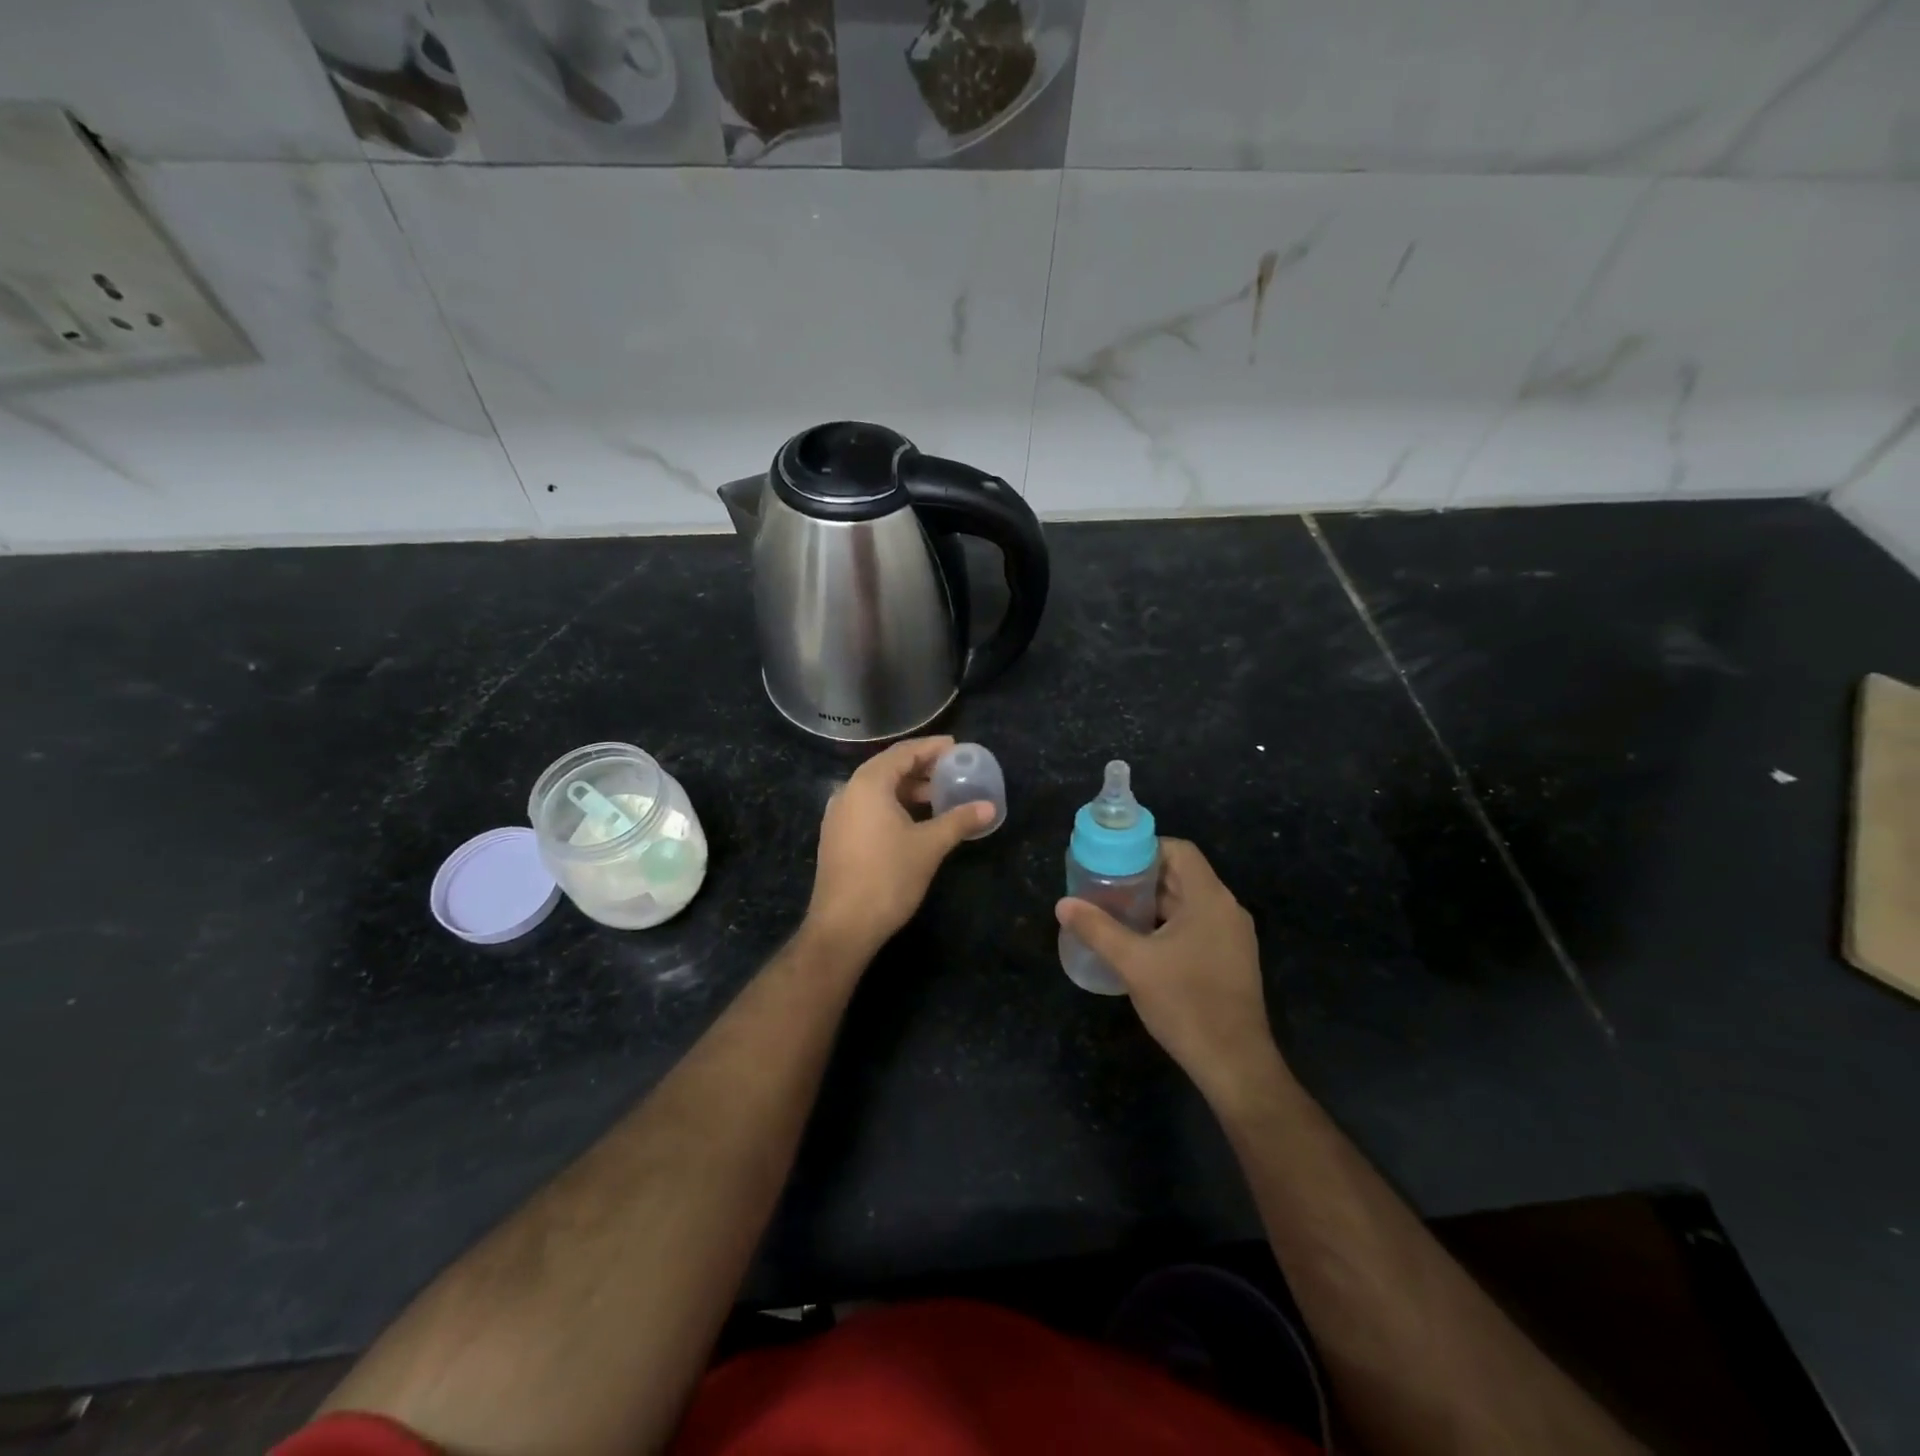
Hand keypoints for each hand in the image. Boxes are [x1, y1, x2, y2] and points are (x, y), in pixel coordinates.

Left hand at [805, 736, 992, 961]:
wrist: (843, 926)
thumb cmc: (888, 877)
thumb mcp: (930, 846)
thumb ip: (959, 821)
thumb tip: (989, 807)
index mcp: (868, 784)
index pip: (903, 753)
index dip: (931, 748)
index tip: (956, 747)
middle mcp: (848, 791)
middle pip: (888, 768)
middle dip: (921, 768)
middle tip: (952, 771)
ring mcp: (838, 815)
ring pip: (877, 790)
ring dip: (908, 789)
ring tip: (939, 796)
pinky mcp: (836, 836)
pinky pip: (868, 807)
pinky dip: (893, 805)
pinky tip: (914, 820)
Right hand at [1056, 839, 1281, 1104]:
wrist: (1234, 1064)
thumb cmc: (1185, 1003)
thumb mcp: (1133, 963)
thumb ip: (1097, 929)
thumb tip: (1062, 904)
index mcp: (1210, 899)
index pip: (1180, 850)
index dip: (1146, 849)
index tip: (1113, 861)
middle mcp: (1226, 910)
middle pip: (1182, 875)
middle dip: (1143, 877)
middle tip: (1105, 885)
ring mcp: (1232, 937)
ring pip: (1188, 903)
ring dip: (1154, 903)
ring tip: (1115, 911)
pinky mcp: (1231, 960)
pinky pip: (1197, 926)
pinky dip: (1168, 924)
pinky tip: (1140, 942)